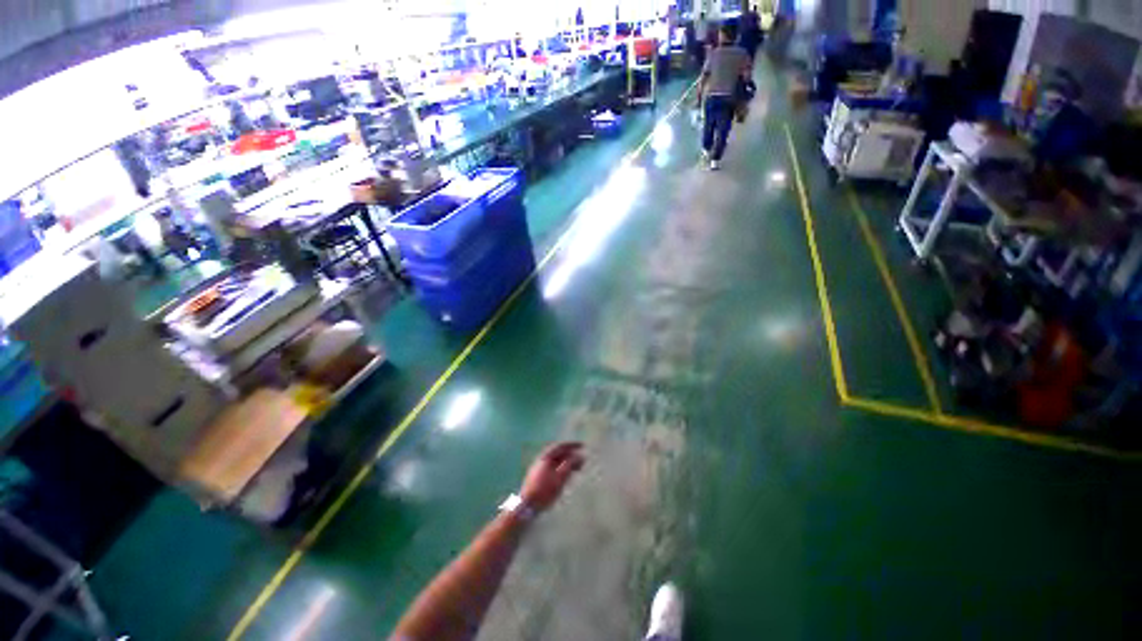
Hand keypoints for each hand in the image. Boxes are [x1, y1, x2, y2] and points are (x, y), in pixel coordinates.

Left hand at [520, 442, 584, 511]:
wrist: (526, 506)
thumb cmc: (544, 491)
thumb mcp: (560, 477)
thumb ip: (570, 465)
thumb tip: (579, 456)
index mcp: (545, 457)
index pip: (561, 446)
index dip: (572, 445)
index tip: (583, 446)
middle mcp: (541, 460)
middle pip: (558, 454)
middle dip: (571, 456)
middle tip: (582, 460)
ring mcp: (539, 469)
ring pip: (556, 462)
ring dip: (567, 463)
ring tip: (577, 469)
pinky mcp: (538, 478)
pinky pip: (553, 469)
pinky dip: (562, 469)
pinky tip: (567, 477)